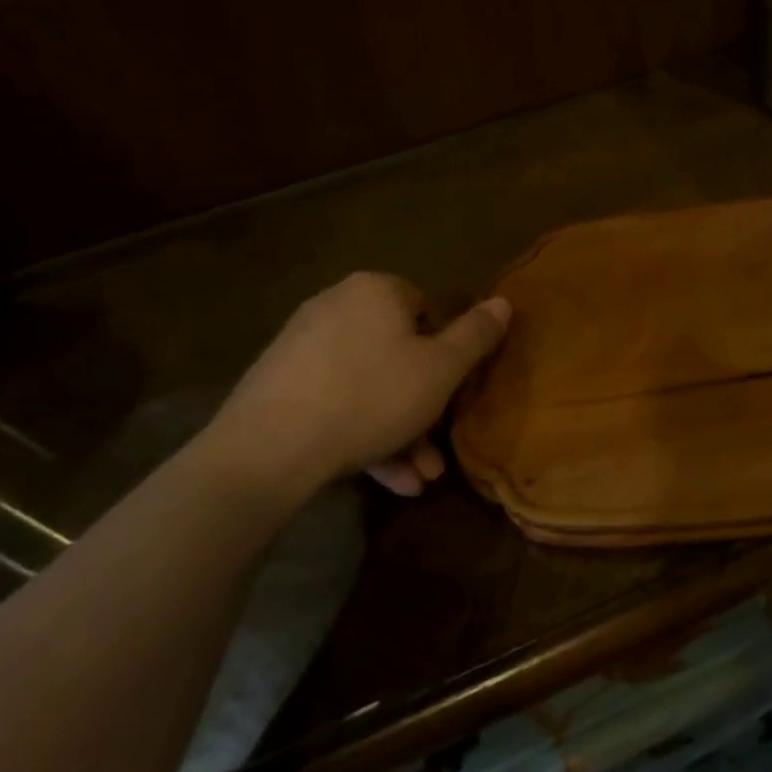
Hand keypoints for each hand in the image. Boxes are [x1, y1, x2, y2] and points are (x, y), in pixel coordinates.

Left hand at [204, 273, 510, 500]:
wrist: (267, 450)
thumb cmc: (371, 396)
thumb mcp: (443, 368)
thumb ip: (477, 334)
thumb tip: (504, 301)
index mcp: (375, 291)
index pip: (427, 310)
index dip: (447, 352)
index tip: (451, 391)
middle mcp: (335, 307)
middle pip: (398, 354)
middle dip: (424, 406)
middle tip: (437, 448)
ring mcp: (301, 348)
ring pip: (369, 386)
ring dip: (399, 431)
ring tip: (417, 479)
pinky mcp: (278, 387)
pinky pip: (336, 403)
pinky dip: (363, 434)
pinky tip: (385, 479)